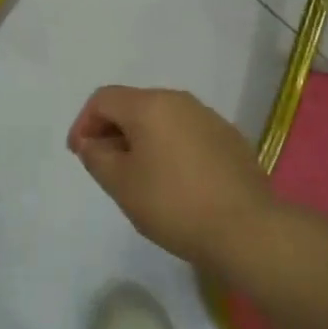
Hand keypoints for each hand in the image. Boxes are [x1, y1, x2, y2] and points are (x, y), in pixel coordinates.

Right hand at [68, 86, 276, 272]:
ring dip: (143, 139)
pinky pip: (187, 133)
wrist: (247, 230)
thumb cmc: (174, 204)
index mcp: (149, 105)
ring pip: (162, 119)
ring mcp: (208, 117)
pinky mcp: (230, 138)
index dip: (84, 123)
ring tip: (140, 175)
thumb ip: (97, 157)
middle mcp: (179, 100)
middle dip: (113, 131)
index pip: (103, 99)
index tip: (80, 155)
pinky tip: (175, 181)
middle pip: (133, 105)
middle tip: (106, 166)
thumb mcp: (121, 185)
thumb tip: (92, 143)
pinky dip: (171, 148)